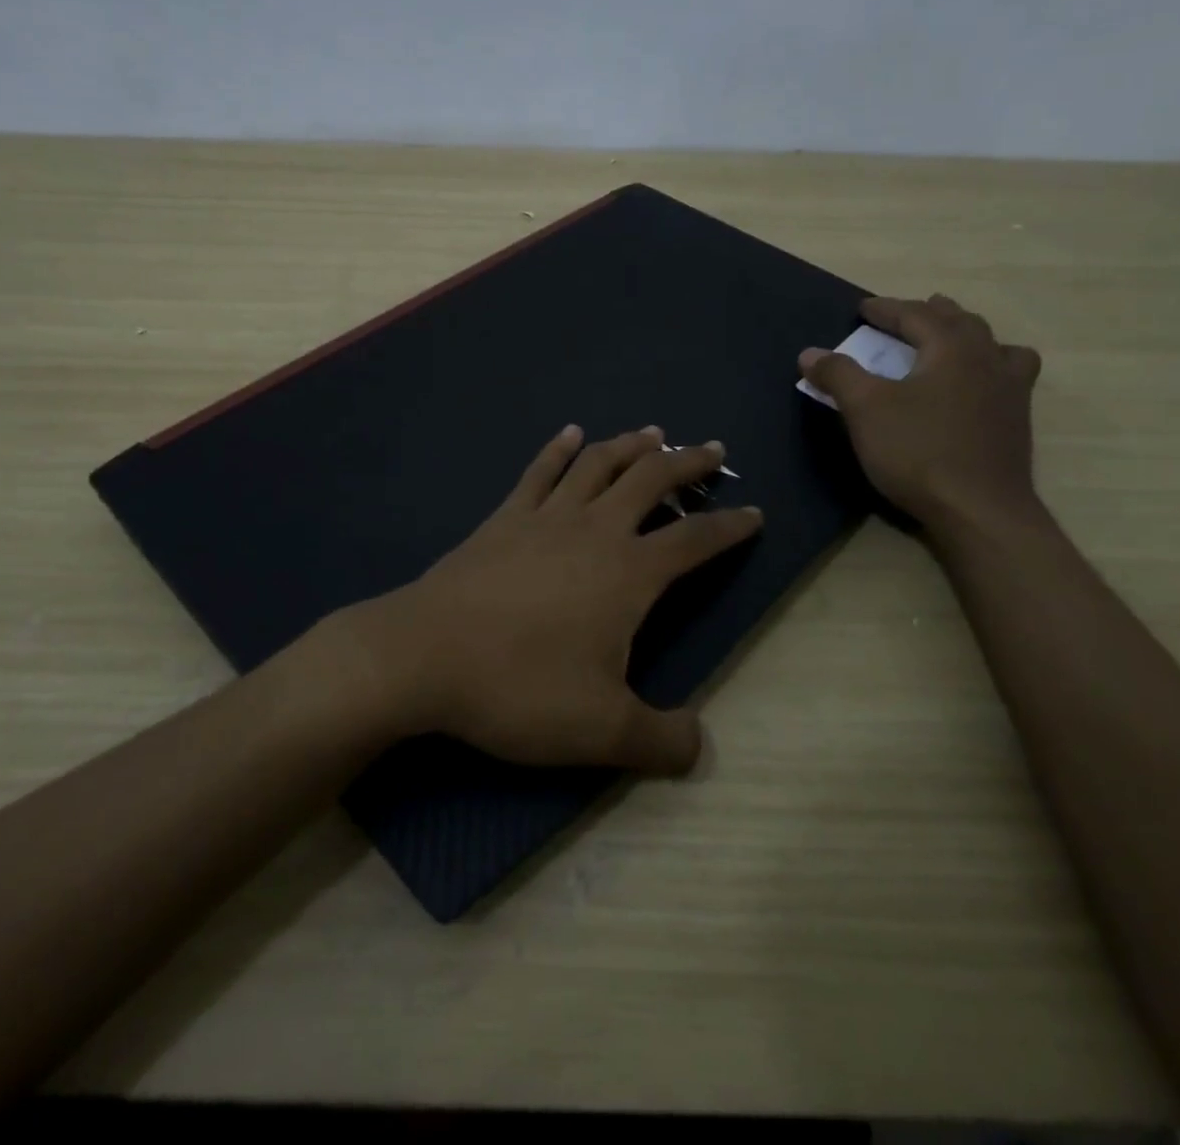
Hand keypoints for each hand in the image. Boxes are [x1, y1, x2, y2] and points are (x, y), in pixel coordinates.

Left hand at [337, 425, 762, 775]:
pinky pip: (540, 471)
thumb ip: (661, 740)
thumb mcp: (602, 731)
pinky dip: (560, 448)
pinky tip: (571, 432)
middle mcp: (594, 530)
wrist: (425, 655)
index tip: (755, 512)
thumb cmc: (520, 687)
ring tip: (655, 432)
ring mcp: (545, 516)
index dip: (731, 526)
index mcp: (629, 572)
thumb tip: (700, 747)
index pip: (695, 539)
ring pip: (599, 464)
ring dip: (632, 445)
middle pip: (652, 480)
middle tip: (713, 449)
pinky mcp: (504, 517)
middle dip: (688, 462)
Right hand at [798, 294, 1042, 533]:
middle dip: (931, 314)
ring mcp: (1010, 392)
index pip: (916, 315)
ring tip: (953, 340)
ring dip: (968, 336)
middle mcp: (988, 360)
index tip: (863, 307)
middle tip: (908, 315)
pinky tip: (979, 387)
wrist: (979, 510)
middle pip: (961, 322)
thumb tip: (810, 353)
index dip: (886, 309)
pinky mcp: (1016, 422)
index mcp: (952, 349)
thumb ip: (838, 375)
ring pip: (993, 346)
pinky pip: (1008, 377)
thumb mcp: (865, 410)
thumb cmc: (918, 452)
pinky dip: (990, 368)